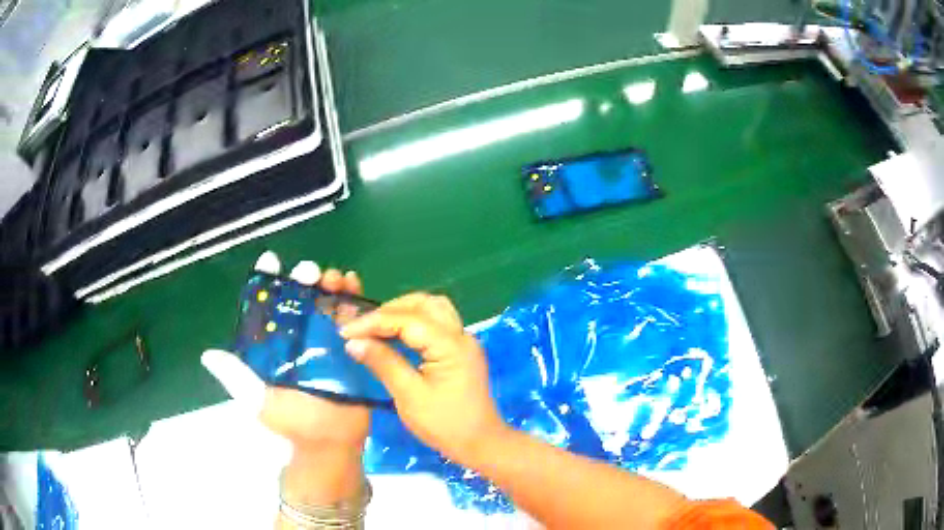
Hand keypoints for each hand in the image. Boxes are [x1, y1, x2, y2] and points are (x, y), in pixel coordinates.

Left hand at [202, 252, 370, 451]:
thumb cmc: (292, 425)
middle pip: (302, 299)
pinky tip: (356, 286)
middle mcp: (299, 339)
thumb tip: (208, 355)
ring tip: (336, 278)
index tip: (271, 260)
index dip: (269, 281)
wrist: (330, 446)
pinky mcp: (352, 350)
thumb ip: (237, 378)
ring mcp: (327, 342)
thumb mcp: (258, 402)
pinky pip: (355, 321)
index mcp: (275, 346)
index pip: (270, 305)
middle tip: (310, 271)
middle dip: (305, 279)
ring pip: (328, 304)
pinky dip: (356, 301)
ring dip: (331, 285)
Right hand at [340, 293, 507, 467]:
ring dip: (403, 312)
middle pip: (424, 304)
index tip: (345, 331)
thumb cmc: (444, 424)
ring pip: (433, 309)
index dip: (373, 322)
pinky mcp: (461, 350)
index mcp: (450, 345)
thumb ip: (383, 363)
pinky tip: (395, 336)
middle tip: (363, 326)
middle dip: (389, 310)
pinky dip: (414, 323)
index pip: (407, 319)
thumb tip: (353, 342)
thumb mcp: (409, 395)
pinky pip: (437, 323)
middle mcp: (460, 335)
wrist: (479, 443)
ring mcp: (464, 341)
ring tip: (376, 327)